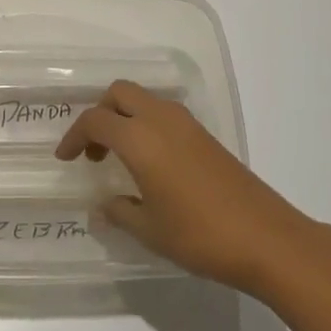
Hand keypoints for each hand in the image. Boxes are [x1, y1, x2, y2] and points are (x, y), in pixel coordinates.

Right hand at [55, 80, 323, 296]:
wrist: (265, 237)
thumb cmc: (200, 235)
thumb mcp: (150, 231)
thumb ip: (120, 212)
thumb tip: (102, 206)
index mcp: (140, 139)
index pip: (96, 120)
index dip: (75, 136)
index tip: (65, 157)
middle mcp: (161, 119)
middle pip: (120, 93)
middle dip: (100, 113)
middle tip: (94, 150)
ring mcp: (186, 123)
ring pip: (143, 99)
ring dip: (124, 116)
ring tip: (119, 157)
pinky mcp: (204, 134)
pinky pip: (163, 113)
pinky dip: (146, 123)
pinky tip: (150, 161)